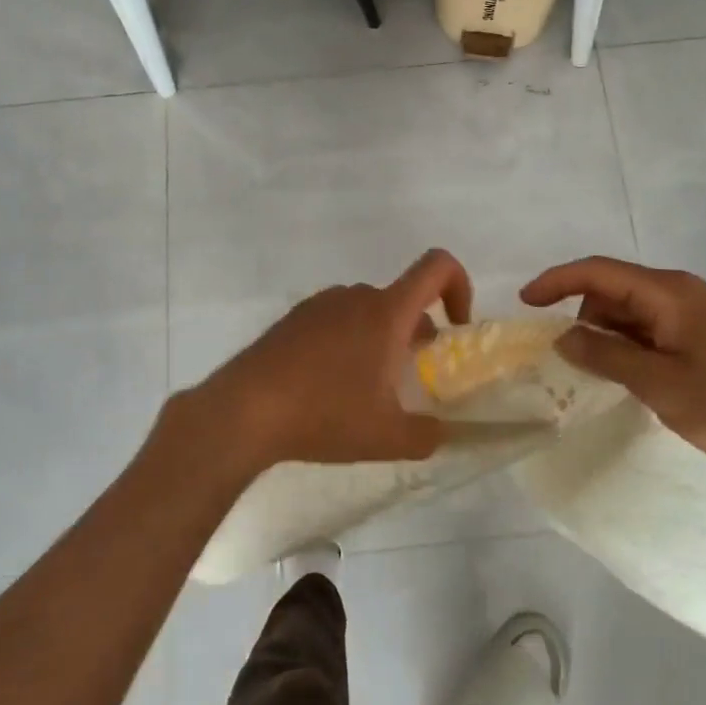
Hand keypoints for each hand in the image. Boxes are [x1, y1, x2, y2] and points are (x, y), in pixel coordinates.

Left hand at [184, 249, 473, 473]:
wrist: (245, 410)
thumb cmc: (325, 415)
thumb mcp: (387, 437)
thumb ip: (426, 435)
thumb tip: (439, 431)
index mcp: (386, 312)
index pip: (437, 267)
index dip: (460, 285)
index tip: (456, 327)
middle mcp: (356, 296)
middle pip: (401, 298)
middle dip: (416, 332)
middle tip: (409, 377)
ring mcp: (321, 304)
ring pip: (368, 311)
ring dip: (381, 338)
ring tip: (367, 388)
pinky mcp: (294, 318)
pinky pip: (336, 319)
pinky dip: (348, 341)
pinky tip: (329, 385)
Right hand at [520, 256, 705, 490]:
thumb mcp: (660, 384)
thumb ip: (606, 356)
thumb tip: (562, 336)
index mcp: (670, 292)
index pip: (599, 271)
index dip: (557, 281)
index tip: (524, 303)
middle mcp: (682, 293)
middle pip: (614, 290)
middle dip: (582, 315)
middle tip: (565, 358)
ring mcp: (698, 315)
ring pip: (633, 313)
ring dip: (608, 336)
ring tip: (598, 375)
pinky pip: (654, 330)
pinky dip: (631, 347)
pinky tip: (629, 378)